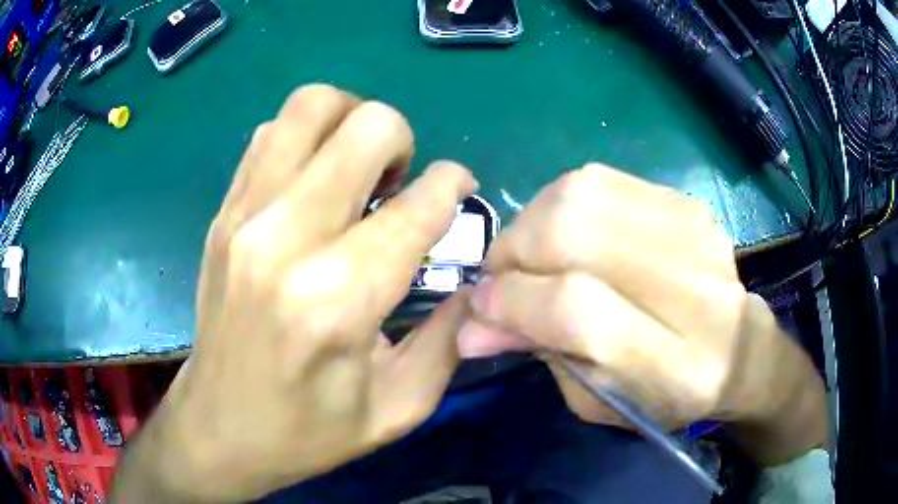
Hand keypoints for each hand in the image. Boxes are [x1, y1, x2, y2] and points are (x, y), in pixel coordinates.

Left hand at [113, 85, 476, 501]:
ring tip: (356, 170)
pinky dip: (305, 139)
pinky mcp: (223, 213)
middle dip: (402, 139)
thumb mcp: (399, 407)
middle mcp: (286, 239)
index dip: (453, 185)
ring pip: (310, 106)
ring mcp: (244, 216)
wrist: (219, 428)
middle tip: (399, 181)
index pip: (417, 204)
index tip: (459, 189)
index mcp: (338, 299)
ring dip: (349, 122)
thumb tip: (479, 277)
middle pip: (365, 125)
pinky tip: (312, 182)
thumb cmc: (308, 431)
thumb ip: (451, 336)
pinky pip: (270, 134)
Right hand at [458, 165, 826, 462]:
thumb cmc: (665, 395)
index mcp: (675, 366)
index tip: (481, 308)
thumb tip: (470, 325)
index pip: (580, 311)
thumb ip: (541, 355)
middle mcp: (694, 290)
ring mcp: (695, 234)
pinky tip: (565, 232)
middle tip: (503, 276)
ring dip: (534, 221)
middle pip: (578, 234)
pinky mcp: (688, 204)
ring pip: (584, 194)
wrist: (737, 351)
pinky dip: (563, 203)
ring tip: (531, 253)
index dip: (515, 302)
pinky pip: (601, 181)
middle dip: (516, 251)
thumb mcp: (599, 400)